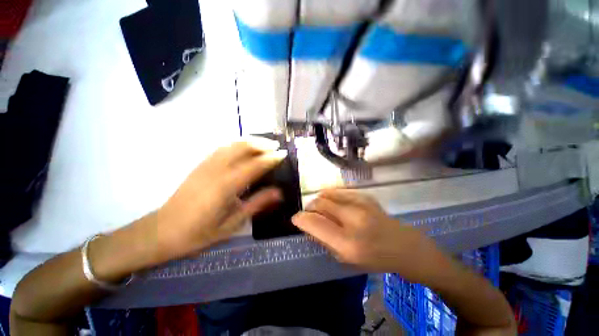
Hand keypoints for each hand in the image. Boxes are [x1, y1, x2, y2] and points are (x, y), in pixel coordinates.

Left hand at [155, 138, 286, 260]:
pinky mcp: (200, 165)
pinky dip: (237, 143)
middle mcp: (216, 170)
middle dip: (261, 144)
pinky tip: (244, 147)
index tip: (283, 154)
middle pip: (242, 147)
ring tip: (264, 144)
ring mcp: (206, 165)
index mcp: (225, 186)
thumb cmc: (199, 232)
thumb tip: (278, 192)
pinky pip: (222, 147)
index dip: (270, 158)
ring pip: (231, 144)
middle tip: (276, 146)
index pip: (254, 165)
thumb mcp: (233, 223)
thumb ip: (257, 203)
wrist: (162, 231)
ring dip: (250, 141)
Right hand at [292, 189, 442, 282]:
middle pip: (319, 204)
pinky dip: (330, 195)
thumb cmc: (375, 259)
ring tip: (319, 207)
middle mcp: (353, 220)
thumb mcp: (346, 258)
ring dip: (319, 200)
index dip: (301, 218)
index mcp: (348, 243)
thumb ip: (324, 240)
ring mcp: (361, 205)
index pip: (314, 223)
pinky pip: (339, 191)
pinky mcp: (366, 196)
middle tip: (309, 214)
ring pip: (327, 194)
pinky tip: (331, 201)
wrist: (405, 247)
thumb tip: (308, 225)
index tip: (296, 218)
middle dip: (309, 208)